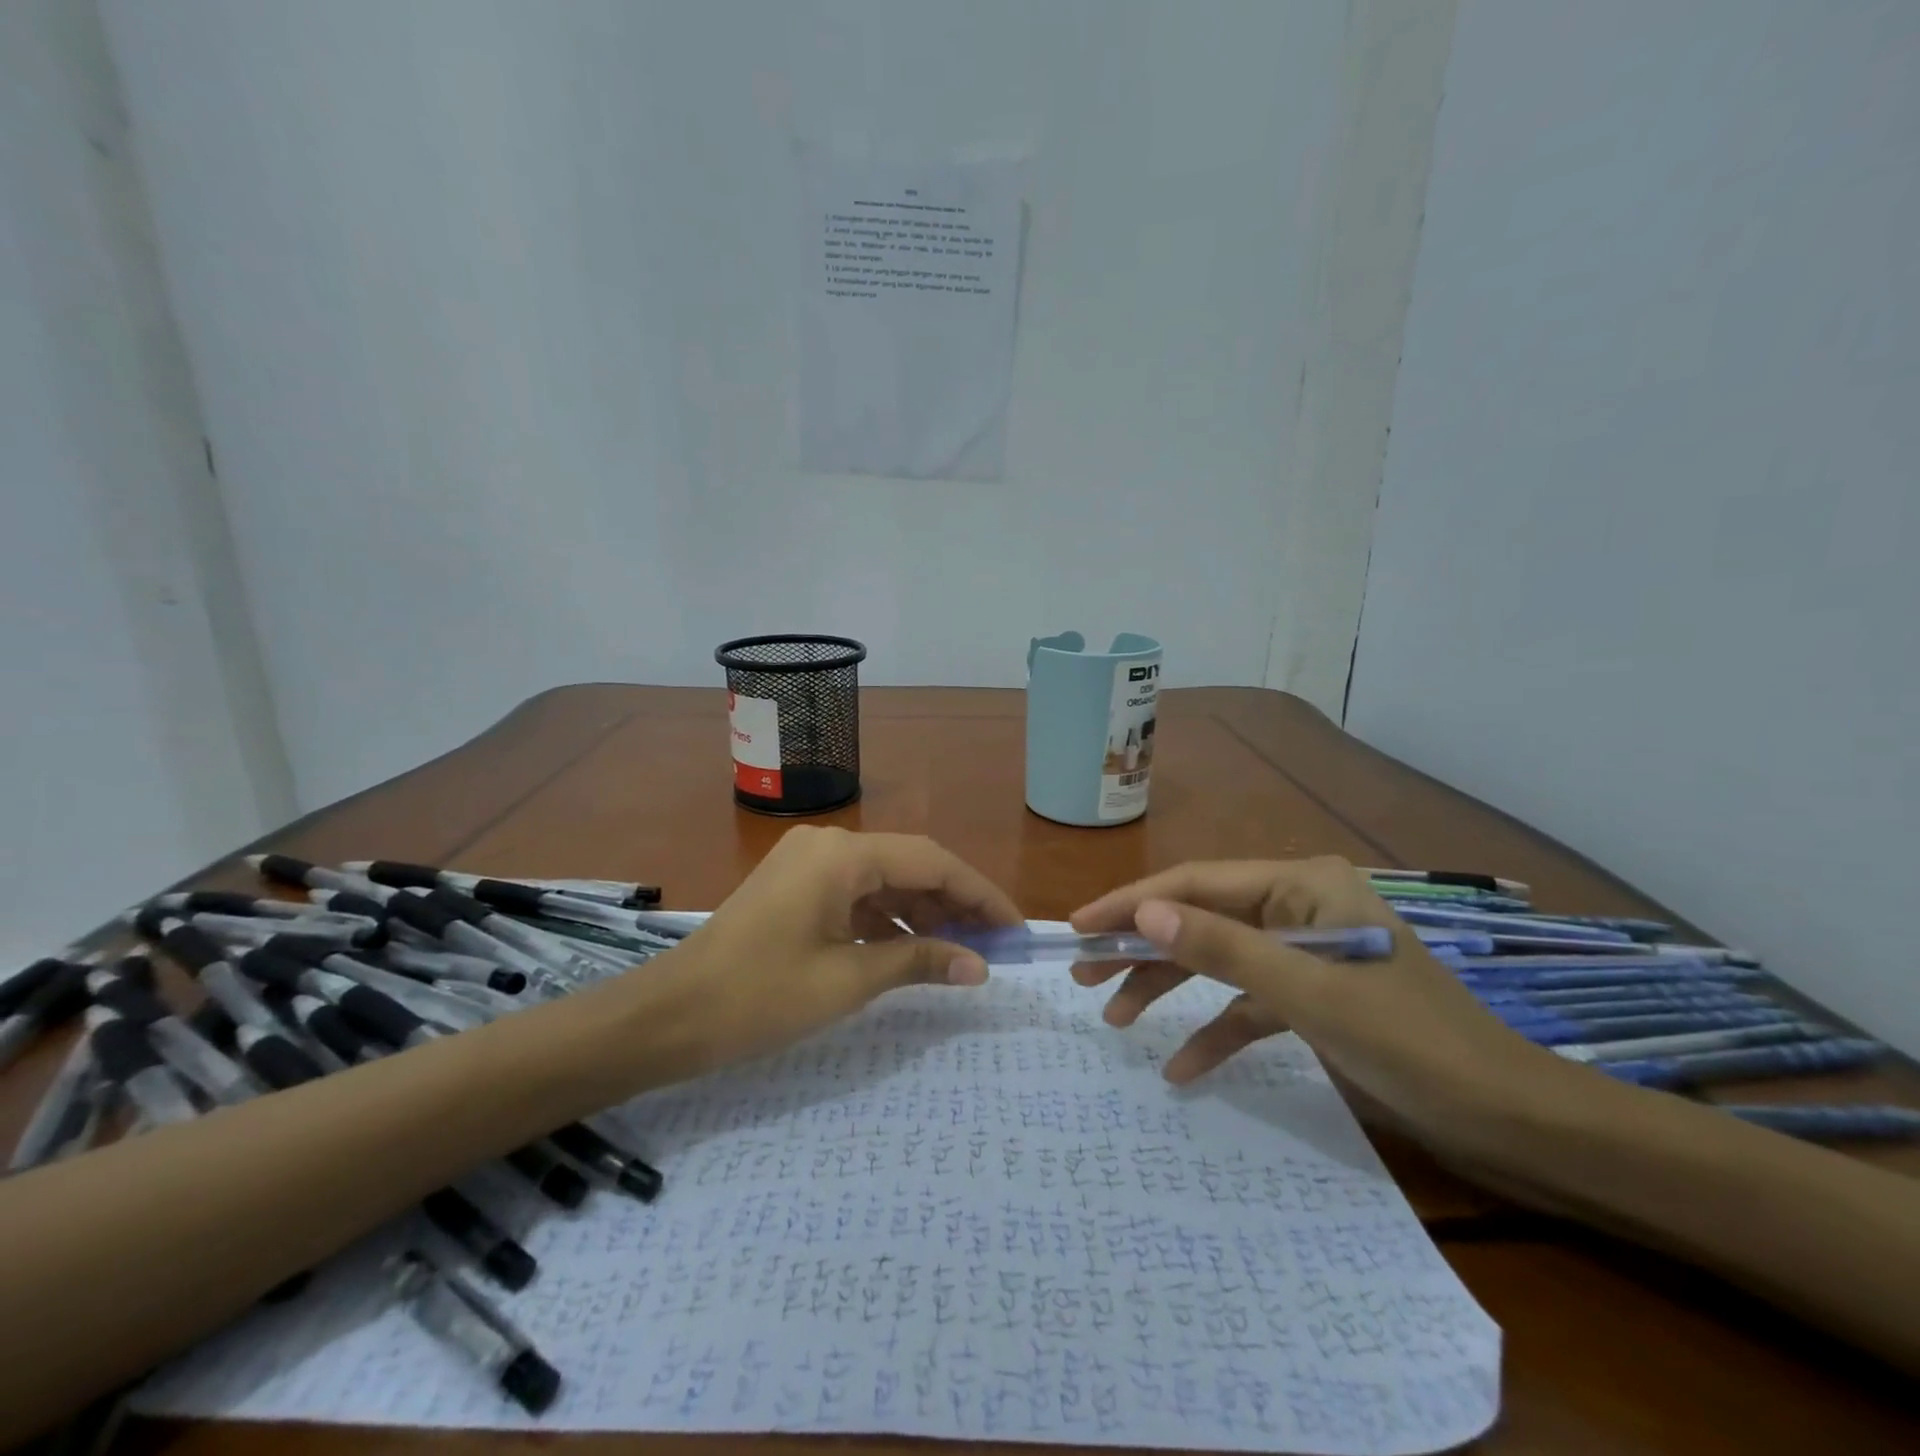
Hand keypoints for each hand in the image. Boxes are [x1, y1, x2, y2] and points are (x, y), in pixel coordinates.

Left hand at [666, 827, 1022, 1069]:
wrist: (667, 1016)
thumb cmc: (758, 997)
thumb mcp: (847, 980)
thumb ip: (918, 962)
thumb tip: (979, 967)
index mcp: (843, 855)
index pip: (932, 862)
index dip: (979, 894)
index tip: (1015, 929)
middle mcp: (829, 844)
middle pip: (910, 865)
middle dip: (954, 904)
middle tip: (993, 947)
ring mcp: (809, 863)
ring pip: (885, 880)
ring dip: (923, 913)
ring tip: (962, 952)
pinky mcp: (796, 886)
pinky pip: (857, 894)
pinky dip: (888, 920)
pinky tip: (912, 949)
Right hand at [1070, 857, 1583, 1155]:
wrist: (1512, 1120)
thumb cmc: (1413, 1043)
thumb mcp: (1310, 995)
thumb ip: (1223, 949)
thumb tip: (1144, 913)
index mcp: (1302, 883)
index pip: (1196, 884)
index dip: (1132, 903)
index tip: (1078, 927)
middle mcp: (1299, 904)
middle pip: (1200, 918)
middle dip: (1142, 946)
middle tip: (1083, 972)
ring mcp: (1304, 949)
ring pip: (1218, 959)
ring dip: (1169, 988)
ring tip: (1115, 1019)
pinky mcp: (1312, 994)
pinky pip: (1248, 1002)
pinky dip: (1216, 1030)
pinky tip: (1182, 1068)